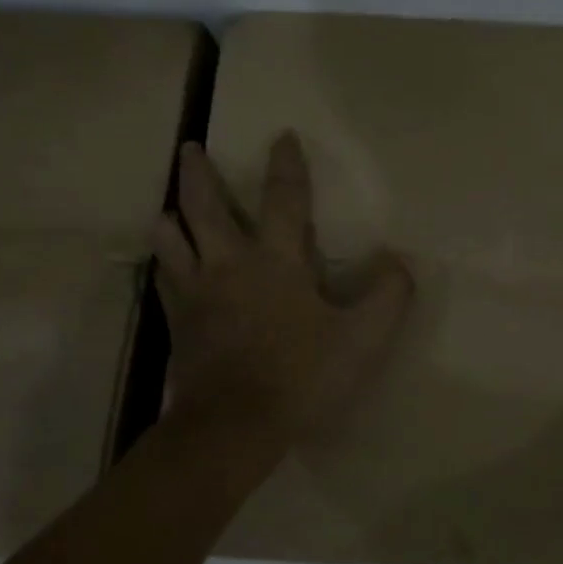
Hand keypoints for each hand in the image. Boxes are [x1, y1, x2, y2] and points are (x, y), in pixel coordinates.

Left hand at [153, 133, 413, 453]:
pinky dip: (164, 266)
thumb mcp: (362, 339)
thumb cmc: (301, 376)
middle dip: (198, 175)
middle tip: (189, 149)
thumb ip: (388, 296)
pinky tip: (164, 268)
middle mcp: (228, 266)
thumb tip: (398, 261)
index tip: (282, 136)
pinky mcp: (178, 325)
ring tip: (167, 209)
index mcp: (275, 262)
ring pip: (172, 243)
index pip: (283, 200)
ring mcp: (196, 295)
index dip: (286, 166)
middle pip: (206, 209)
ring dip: (171, 219)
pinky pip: (164, 283)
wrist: (234, 427)